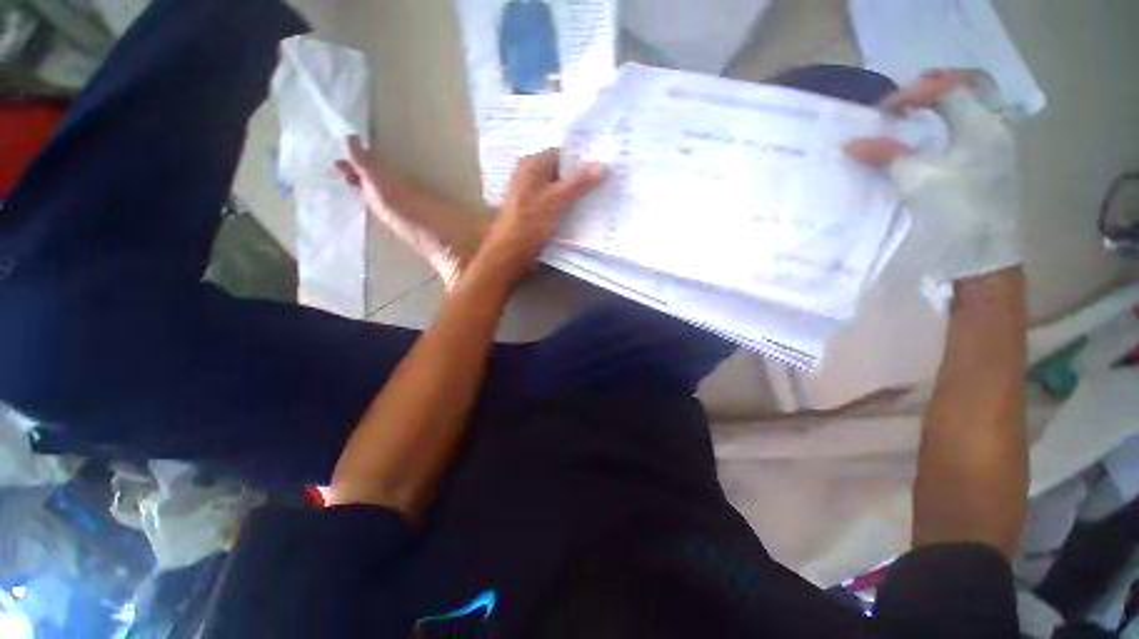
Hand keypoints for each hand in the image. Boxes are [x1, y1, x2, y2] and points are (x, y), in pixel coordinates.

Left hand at [477, 149, 605, 280]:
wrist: (511, 250)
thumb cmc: (531, 220)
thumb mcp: (558, 199)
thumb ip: (580, 182)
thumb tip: (603, 165)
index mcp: (533, 164)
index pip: (562, 153)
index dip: (582, 158)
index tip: (604, 164)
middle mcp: (531, 175)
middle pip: (562, 171)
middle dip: (582, 177)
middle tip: (607, 180)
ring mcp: (533, 194)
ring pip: (560, 189)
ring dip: (577, 193)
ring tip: (601, 195)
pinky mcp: (536, 211)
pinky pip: (556, 202)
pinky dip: (569, 205)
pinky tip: (585, 211)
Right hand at [845, 69, 1021, 301]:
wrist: (981, 255)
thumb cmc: (955, 212)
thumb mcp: (916, 180)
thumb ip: (885, 156)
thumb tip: (849, 143)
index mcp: (982, 126)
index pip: (947, 89)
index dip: (912, 93)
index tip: (882, 112)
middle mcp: (995, 128)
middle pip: (973, 86)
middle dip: (938, 85)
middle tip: (909, 97)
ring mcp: (997, 146)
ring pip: (976, 106)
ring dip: (946, 104)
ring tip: (917, 114)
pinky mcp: (991, 164)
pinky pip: (972, 128)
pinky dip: (950, 123)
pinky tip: (932, 137)